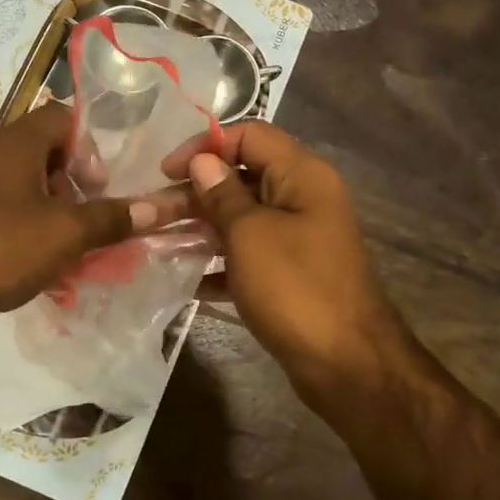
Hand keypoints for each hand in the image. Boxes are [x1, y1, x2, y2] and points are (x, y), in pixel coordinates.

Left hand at [0, 103, 158, 346]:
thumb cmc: (3, 248)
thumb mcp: (67, 231)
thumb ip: (113, 217)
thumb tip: (159, 206)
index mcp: (16, 145)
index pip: (61, 116)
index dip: (89, 143)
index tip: (100, 182)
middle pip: (47, 154)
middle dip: (78, 183)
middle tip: (93, 212)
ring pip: (32, 190)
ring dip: (61, 212)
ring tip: (79, 243)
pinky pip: (15, 219)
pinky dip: (38, 234)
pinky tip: (54, 266)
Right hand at [163, 121, 396, 406]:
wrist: (346, 364)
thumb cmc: (295, 288)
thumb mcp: (250, 235)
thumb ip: (223, 194)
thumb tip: (204, 162)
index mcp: (302, 175)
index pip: (250, 135)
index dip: (205, 146)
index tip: (165, 172)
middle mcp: (303, 198)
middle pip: (243, 176)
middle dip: (196, 191)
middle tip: (154, 212)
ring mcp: (298, 238)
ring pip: (242, 218)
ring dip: (201, 227)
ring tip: (158, 241)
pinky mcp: (290, 273)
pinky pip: (248, 254)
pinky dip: (219, 262)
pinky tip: (185, 279)